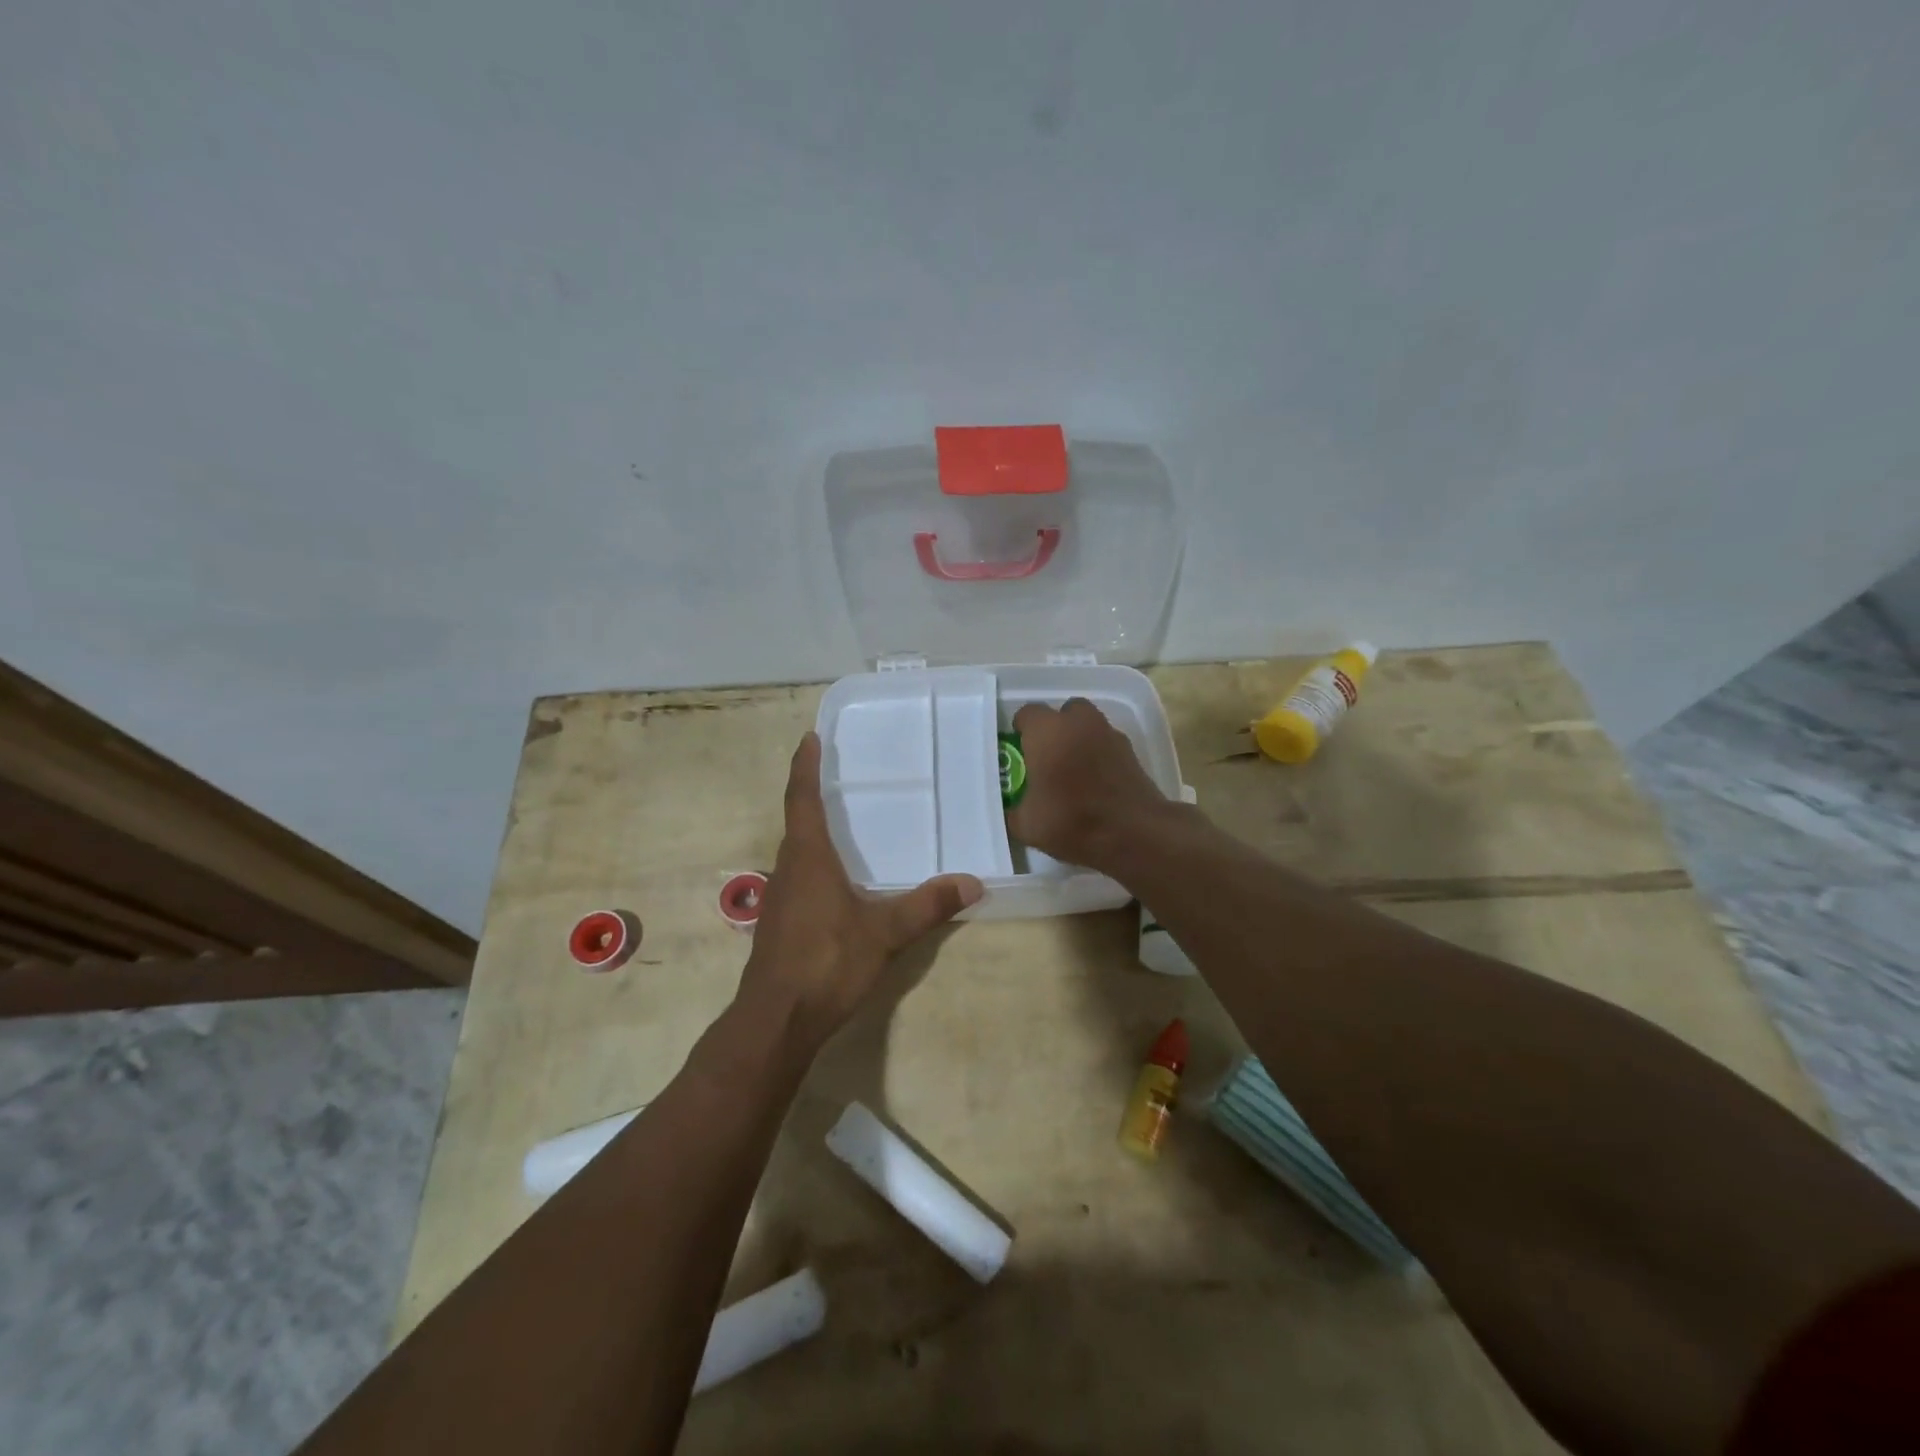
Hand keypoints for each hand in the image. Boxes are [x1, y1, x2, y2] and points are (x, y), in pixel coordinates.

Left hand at [737, 732, 982, 1053]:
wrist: (776, 1020)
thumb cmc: (826, 962)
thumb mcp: (884, 933)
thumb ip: (927, 906)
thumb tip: (973, 883)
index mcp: (809, 858)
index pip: (802, 799)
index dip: (804, 767)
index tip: (808, 738)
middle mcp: (789, 868)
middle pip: (797, 821)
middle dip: (812, 794)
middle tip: (836, 774)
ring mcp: (780, 898)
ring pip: (796, 851)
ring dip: (812, 830)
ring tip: (842, 821)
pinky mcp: (780, 923)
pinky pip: (799, 876)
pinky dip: (815, 862)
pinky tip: (837, 880)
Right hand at [1007, 699, 1172, 871]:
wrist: (1134, 833)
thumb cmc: (1072, 820)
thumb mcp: (1026, 825)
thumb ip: (1013, 811)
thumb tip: (1010, 810)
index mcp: (1047, 732)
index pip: (1027, 713)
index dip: (1021, 731)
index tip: (1019, 752)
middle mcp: (1079, 723)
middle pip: (1063, 712)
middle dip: (1055, 729)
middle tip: (1047, 758)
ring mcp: (1109, 734)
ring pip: (1089, 726)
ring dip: (1079, 740)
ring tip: (1073, 771)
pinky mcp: (1131, 752)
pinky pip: (1107, 745)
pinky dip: (1100, 756)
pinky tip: (1096, 783)